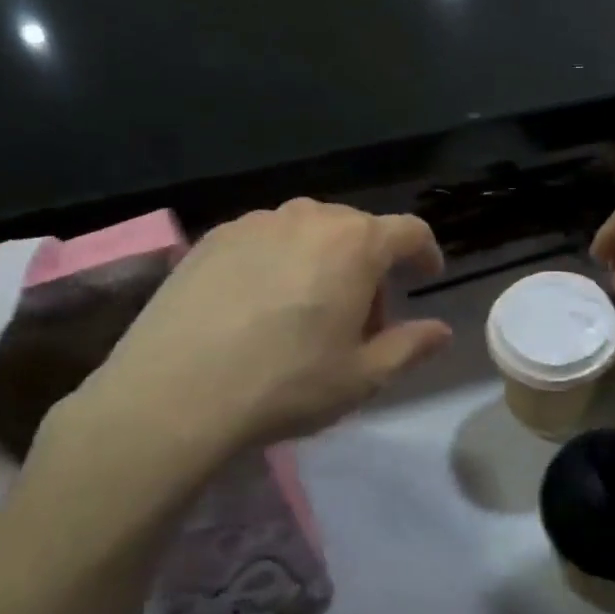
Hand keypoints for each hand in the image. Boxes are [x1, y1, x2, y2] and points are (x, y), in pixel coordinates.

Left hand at [58, 200, 450, 494]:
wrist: (173, 395)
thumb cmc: (285, 384)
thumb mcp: (362, 377)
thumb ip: (410, 347)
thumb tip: (441, 331)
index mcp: (355, 244)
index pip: (408, 231)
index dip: (425, 252)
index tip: (427, 276)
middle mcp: (307, 218)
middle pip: (357, 229)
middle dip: (371, 266)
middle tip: (361, 317)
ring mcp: (254, 223)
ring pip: (309, 232)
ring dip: (325, 261)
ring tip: (307, 311)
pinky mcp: (212, 239)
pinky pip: (265, 240)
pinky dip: (279, 262)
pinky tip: (259, 307)